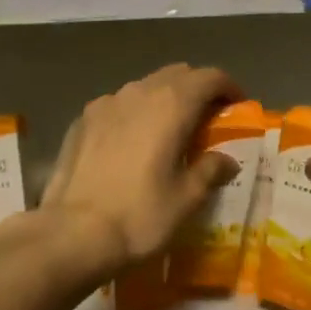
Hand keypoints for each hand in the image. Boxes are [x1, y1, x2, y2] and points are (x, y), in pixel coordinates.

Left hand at [39, 64, 240, 275]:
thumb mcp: (187, 199)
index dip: (228, 88)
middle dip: (197, 90)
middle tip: (207, 120)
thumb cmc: (140, 215)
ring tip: (169, 131)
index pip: (210, 77)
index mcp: (171, 105)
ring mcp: (105, 104)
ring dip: (164, 100)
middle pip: (176, 75)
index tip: (238, 106)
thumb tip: (226, 160)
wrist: (72, 234)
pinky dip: (134, 114)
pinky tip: (132, 143)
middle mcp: (138, 92)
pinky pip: (118, 105)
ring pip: (144, 88)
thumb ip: (211, 170)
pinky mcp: (81, 120)